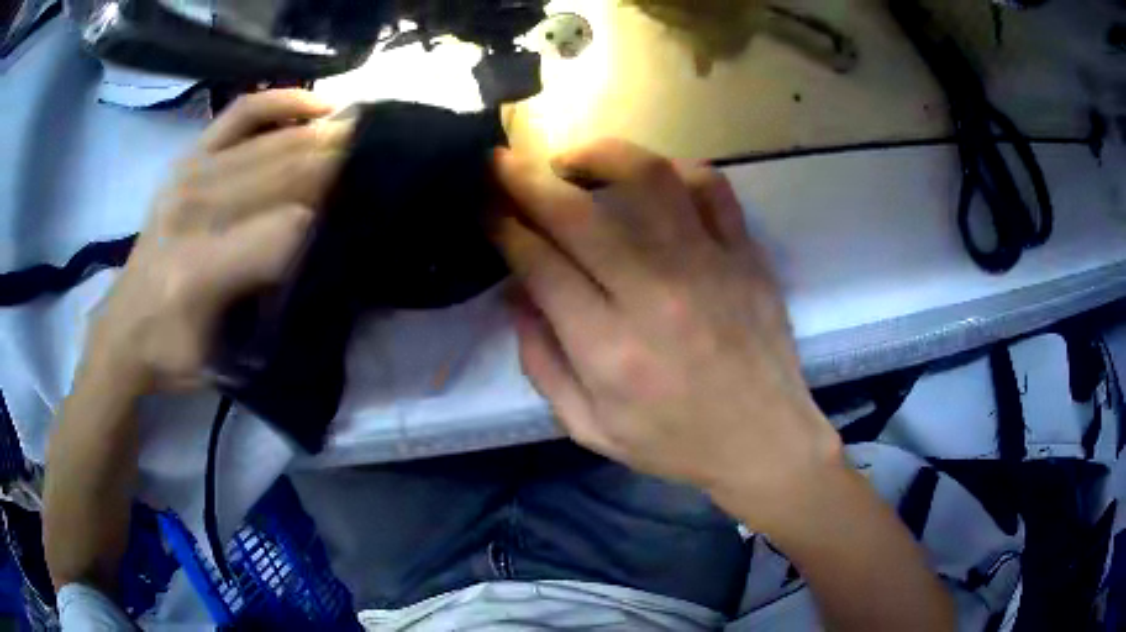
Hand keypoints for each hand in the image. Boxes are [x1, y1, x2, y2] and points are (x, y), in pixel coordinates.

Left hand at [84, 89, 351, 391]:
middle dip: (337, 163)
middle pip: (282, 173)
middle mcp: (193, 210)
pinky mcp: (187, 160)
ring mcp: (188, 176)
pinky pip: (241, 114)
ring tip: (362, 136)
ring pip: (271, 142)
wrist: (122, 330)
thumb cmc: (172, 353)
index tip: (369, 213)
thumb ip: (266, 309)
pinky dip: (281, 101)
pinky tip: (318, 104)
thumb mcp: (223, 360)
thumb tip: (319, 250)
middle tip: (383, 159)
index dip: (330, 219)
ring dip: (322, 136)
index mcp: (199, 270)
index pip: (284, 230)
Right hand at [493, 139, 842, 532]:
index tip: (486, 207)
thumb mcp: (589, 428)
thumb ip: (542, 364)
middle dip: (526, 179)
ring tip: (573, 161)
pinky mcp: (746, 255)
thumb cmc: (675, 442)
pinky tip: (653, 179)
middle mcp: (655, 296)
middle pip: (577, 215)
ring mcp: (708, 266)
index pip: (540, 265)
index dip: (503, 227)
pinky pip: (711, 187)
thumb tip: (516, 294)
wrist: (764, 441)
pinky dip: (674, 168)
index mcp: (609, 349)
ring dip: (598, 156)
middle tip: (501, 163)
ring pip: (648, 180)